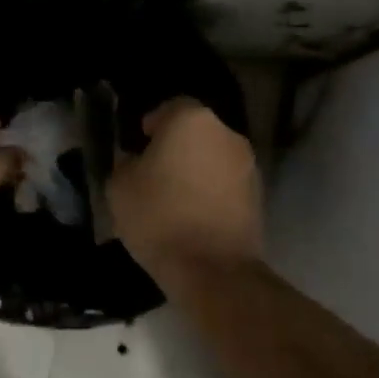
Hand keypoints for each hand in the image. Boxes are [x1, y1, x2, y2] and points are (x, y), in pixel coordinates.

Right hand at [108, 97, 262, 285]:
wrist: (213, 270)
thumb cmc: (160, 217)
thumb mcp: (119, 187)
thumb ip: (126, 163)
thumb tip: (136, 160)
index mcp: (192, 120)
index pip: (169, 107)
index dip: (151, 126)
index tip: (138, 148)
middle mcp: (227, 134)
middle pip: (195, 132)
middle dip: (176, 148)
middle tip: (153, 174)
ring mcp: (248, 165)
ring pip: (213, 158)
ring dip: (196, 171)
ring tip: (174, 200)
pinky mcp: (259, 196)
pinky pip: (226, 184)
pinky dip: (211, 193)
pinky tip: (194, 217)